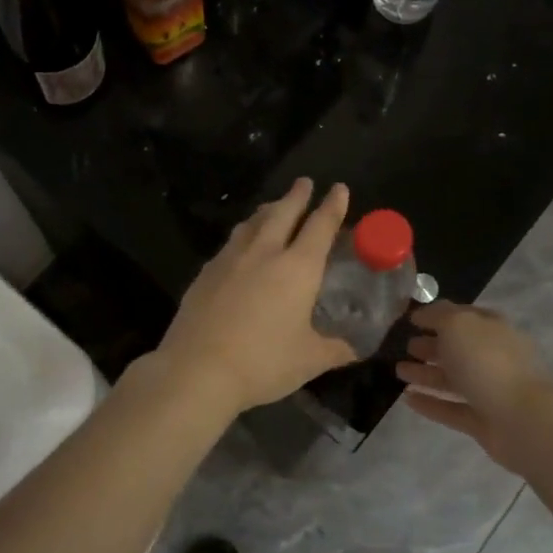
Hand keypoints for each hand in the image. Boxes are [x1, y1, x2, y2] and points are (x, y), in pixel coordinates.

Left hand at [150, 178, 356, 415]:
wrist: (197, 369)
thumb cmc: (262, 362)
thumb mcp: (308, 360)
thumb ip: (335, 349)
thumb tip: (355, 348)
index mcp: (297, 268)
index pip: (320, 226)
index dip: (332, 206)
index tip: (339, 188)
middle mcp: (264, 253)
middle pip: (282, 213)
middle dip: (296, 196)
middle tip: (304, 183)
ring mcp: (230, 259)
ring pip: (252, 223)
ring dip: (267, 210)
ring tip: (273, 207)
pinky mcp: (205, 273)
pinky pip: (230, 243)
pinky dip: (243, 234)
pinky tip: (240, 246)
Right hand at [396, 302, 552, 472]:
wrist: (523, 419)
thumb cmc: (488, 362)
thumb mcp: (458, 325)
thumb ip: (438, 315)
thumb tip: (423, 314)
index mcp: (492, 329)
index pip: (463, 316)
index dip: (437, 315)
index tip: (411, 319)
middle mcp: (492, 357)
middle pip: (458, 349)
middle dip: (431, 345)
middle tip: (405, 346)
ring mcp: (489, 391)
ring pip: (453, 379)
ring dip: (426, 373)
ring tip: (398, 371)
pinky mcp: (482, 422)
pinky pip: (451, 409)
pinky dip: (430, 403)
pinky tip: (407, 399)